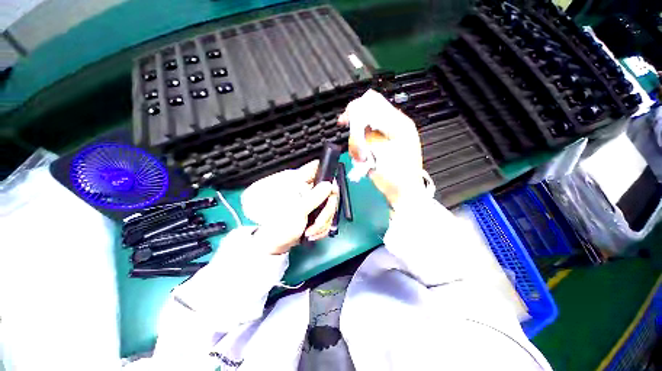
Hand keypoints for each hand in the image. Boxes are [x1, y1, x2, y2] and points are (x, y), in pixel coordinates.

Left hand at [242, 161, 339, 254]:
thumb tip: (329, 185)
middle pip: (328, 190)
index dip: (327, 174)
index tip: (331, 190)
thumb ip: (315, 196)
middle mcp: (306, 189)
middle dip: (326, 210)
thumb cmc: (279, 226)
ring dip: (324, 222)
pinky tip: (313, 233)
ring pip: (329, 205)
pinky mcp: (315, 212)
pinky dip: (322, 227)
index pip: (316, 167)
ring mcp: (311, 201)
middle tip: (319, 222)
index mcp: (298, 182)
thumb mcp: (298, 210)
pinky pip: (327, 216)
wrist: (276, 245)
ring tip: (311, 231)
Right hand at [338, 90, 424, 207]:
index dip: (356, 109)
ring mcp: (386, 138)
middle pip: (366, 117)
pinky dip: (360, 150)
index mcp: (398, 123)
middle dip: (356, 133)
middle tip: (356, 148)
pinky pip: (365, 143)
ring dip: (357, 145)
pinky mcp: (380, 148)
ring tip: (362, 159)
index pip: (374, 103)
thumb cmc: (397, 175)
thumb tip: (356, 121)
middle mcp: (392, 127)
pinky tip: (364, 160)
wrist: (403, 193)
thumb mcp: (382, 152)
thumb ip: (367, 134)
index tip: (344, 121)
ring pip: (363, 132)